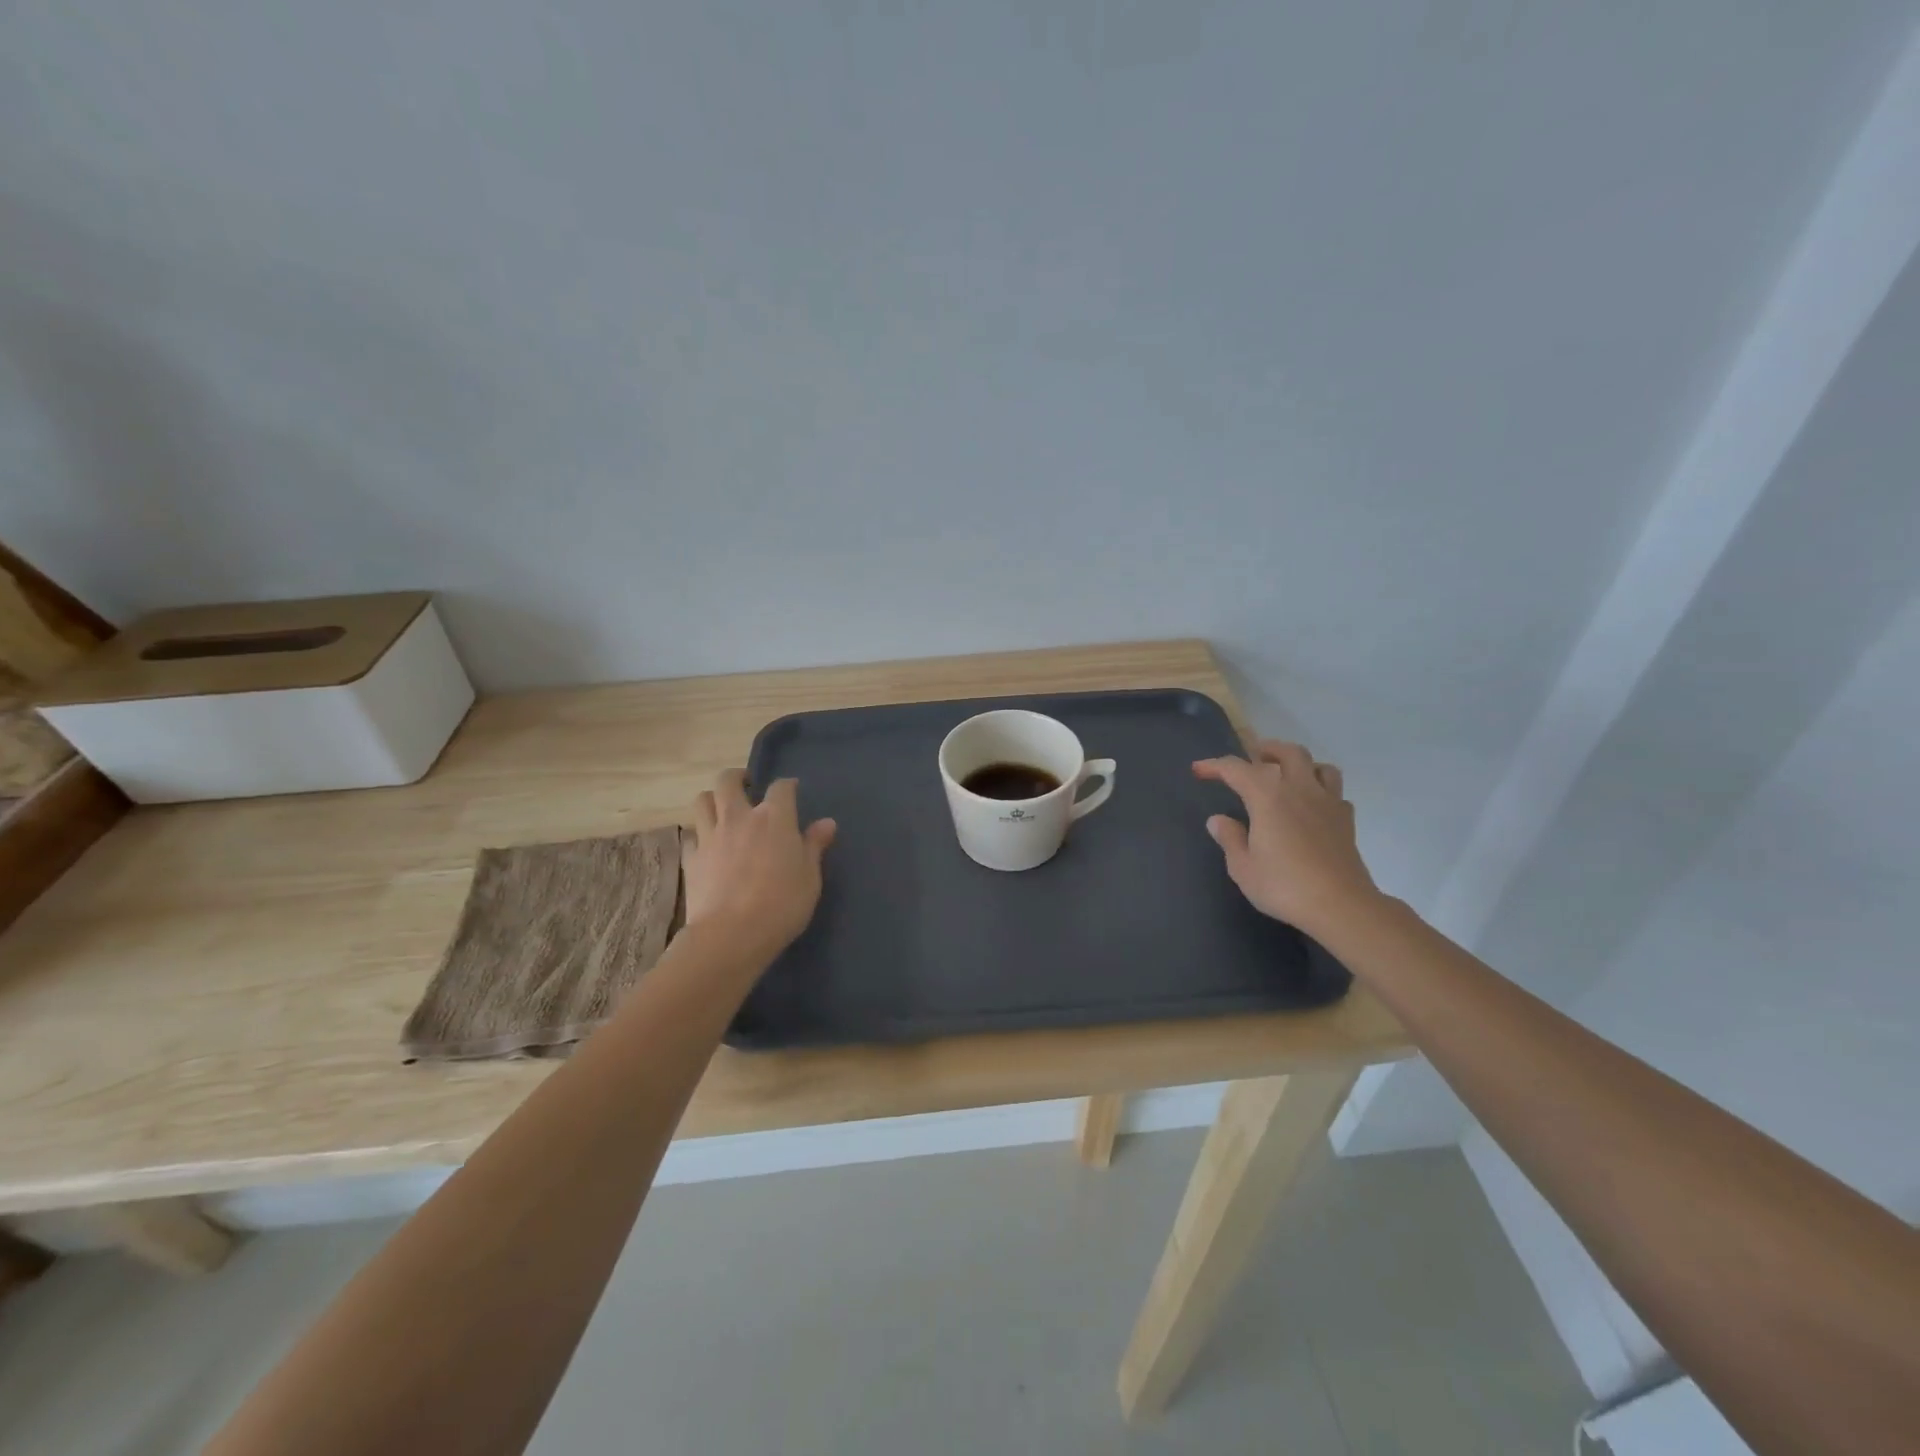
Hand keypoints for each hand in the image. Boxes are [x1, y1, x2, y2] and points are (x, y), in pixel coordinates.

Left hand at [683, 770, 836, 962]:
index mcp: (774, 818)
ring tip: (722, 810)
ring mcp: (710, 836)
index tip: (792, 791)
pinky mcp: (691, 859)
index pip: (781, 787)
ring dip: (713, 799)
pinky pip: (692, 836)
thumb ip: (814, 846)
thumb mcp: (810, 877)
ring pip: (702, 801)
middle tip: (747, 786)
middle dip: (737, 777)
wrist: (731, 935)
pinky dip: (700, 835)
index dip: (787, 786)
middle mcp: (739, 817)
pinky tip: (709, 847)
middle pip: (728, 781)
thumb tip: (826, 823)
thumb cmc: (782, 904)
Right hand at [1193, 742, 1379, 938]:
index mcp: (1268, 796)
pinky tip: (1312, 806)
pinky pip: (1334, 792)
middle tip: (1251, 758)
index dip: (1215, 766)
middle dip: (1266, 750)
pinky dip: (1321, 791)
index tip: (1199, 770)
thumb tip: (1218, 820)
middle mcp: (1300, 789)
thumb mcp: (1243, 867)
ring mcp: (1328, 803)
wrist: (1341, 906)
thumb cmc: (1284, 885)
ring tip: (1287, 776)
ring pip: (1319, 766)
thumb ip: (1230, 838)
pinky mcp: (1346, 820)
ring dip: (1300, 765)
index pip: (1237, 768)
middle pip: (1288, 752)